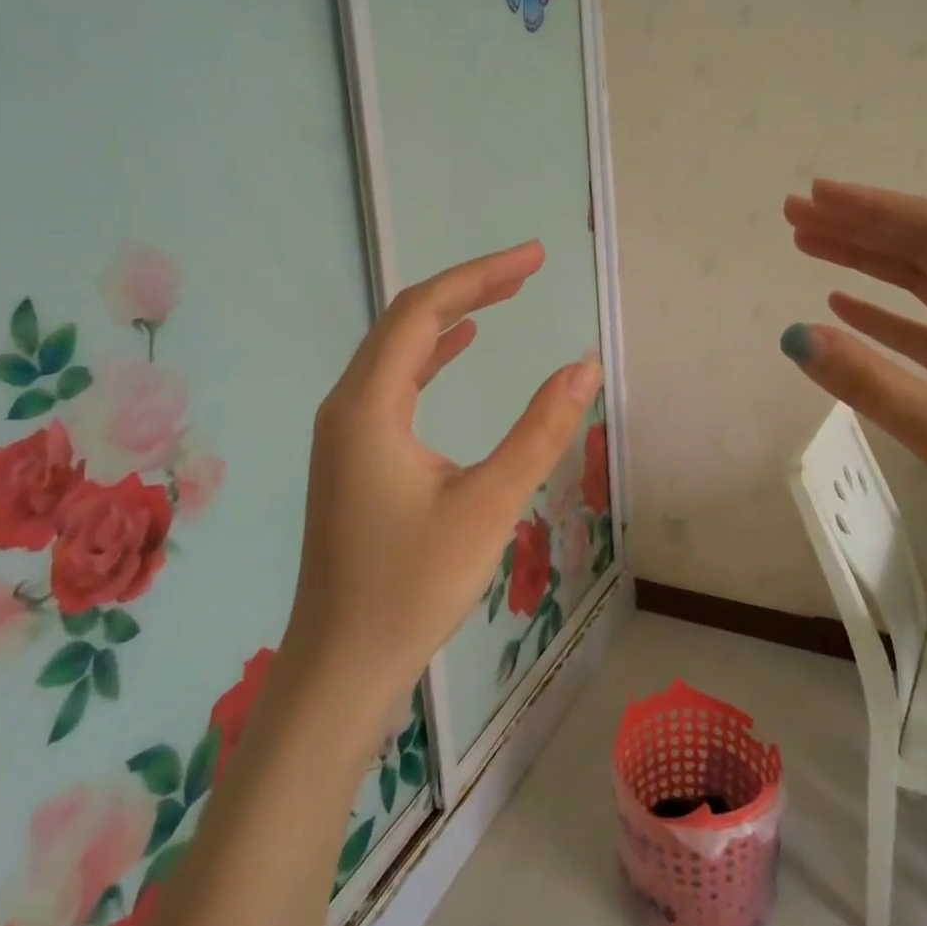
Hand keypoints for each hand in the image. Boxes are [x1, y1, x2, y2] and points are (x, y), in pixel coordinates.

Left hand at [285, 241, 601, 711]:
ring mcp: (346, 430)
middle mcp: (348, 404)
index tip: (535, 258)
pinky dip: (434, 354)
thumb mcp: (488, 505)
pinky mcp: (355, 453)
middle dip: (470, 287)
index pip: (425, 311)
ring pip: (400, 349)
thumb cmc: (411, 588)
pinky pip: (396, 381)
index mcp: (369, 405)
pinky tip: (462, 346)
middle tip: (529, 268)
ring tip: (505, 294)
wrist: (341, 667)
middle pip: (408, 320)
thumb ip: (540, 431)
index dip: (481, 275)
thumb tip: (584, 367)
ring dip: (452, 316)